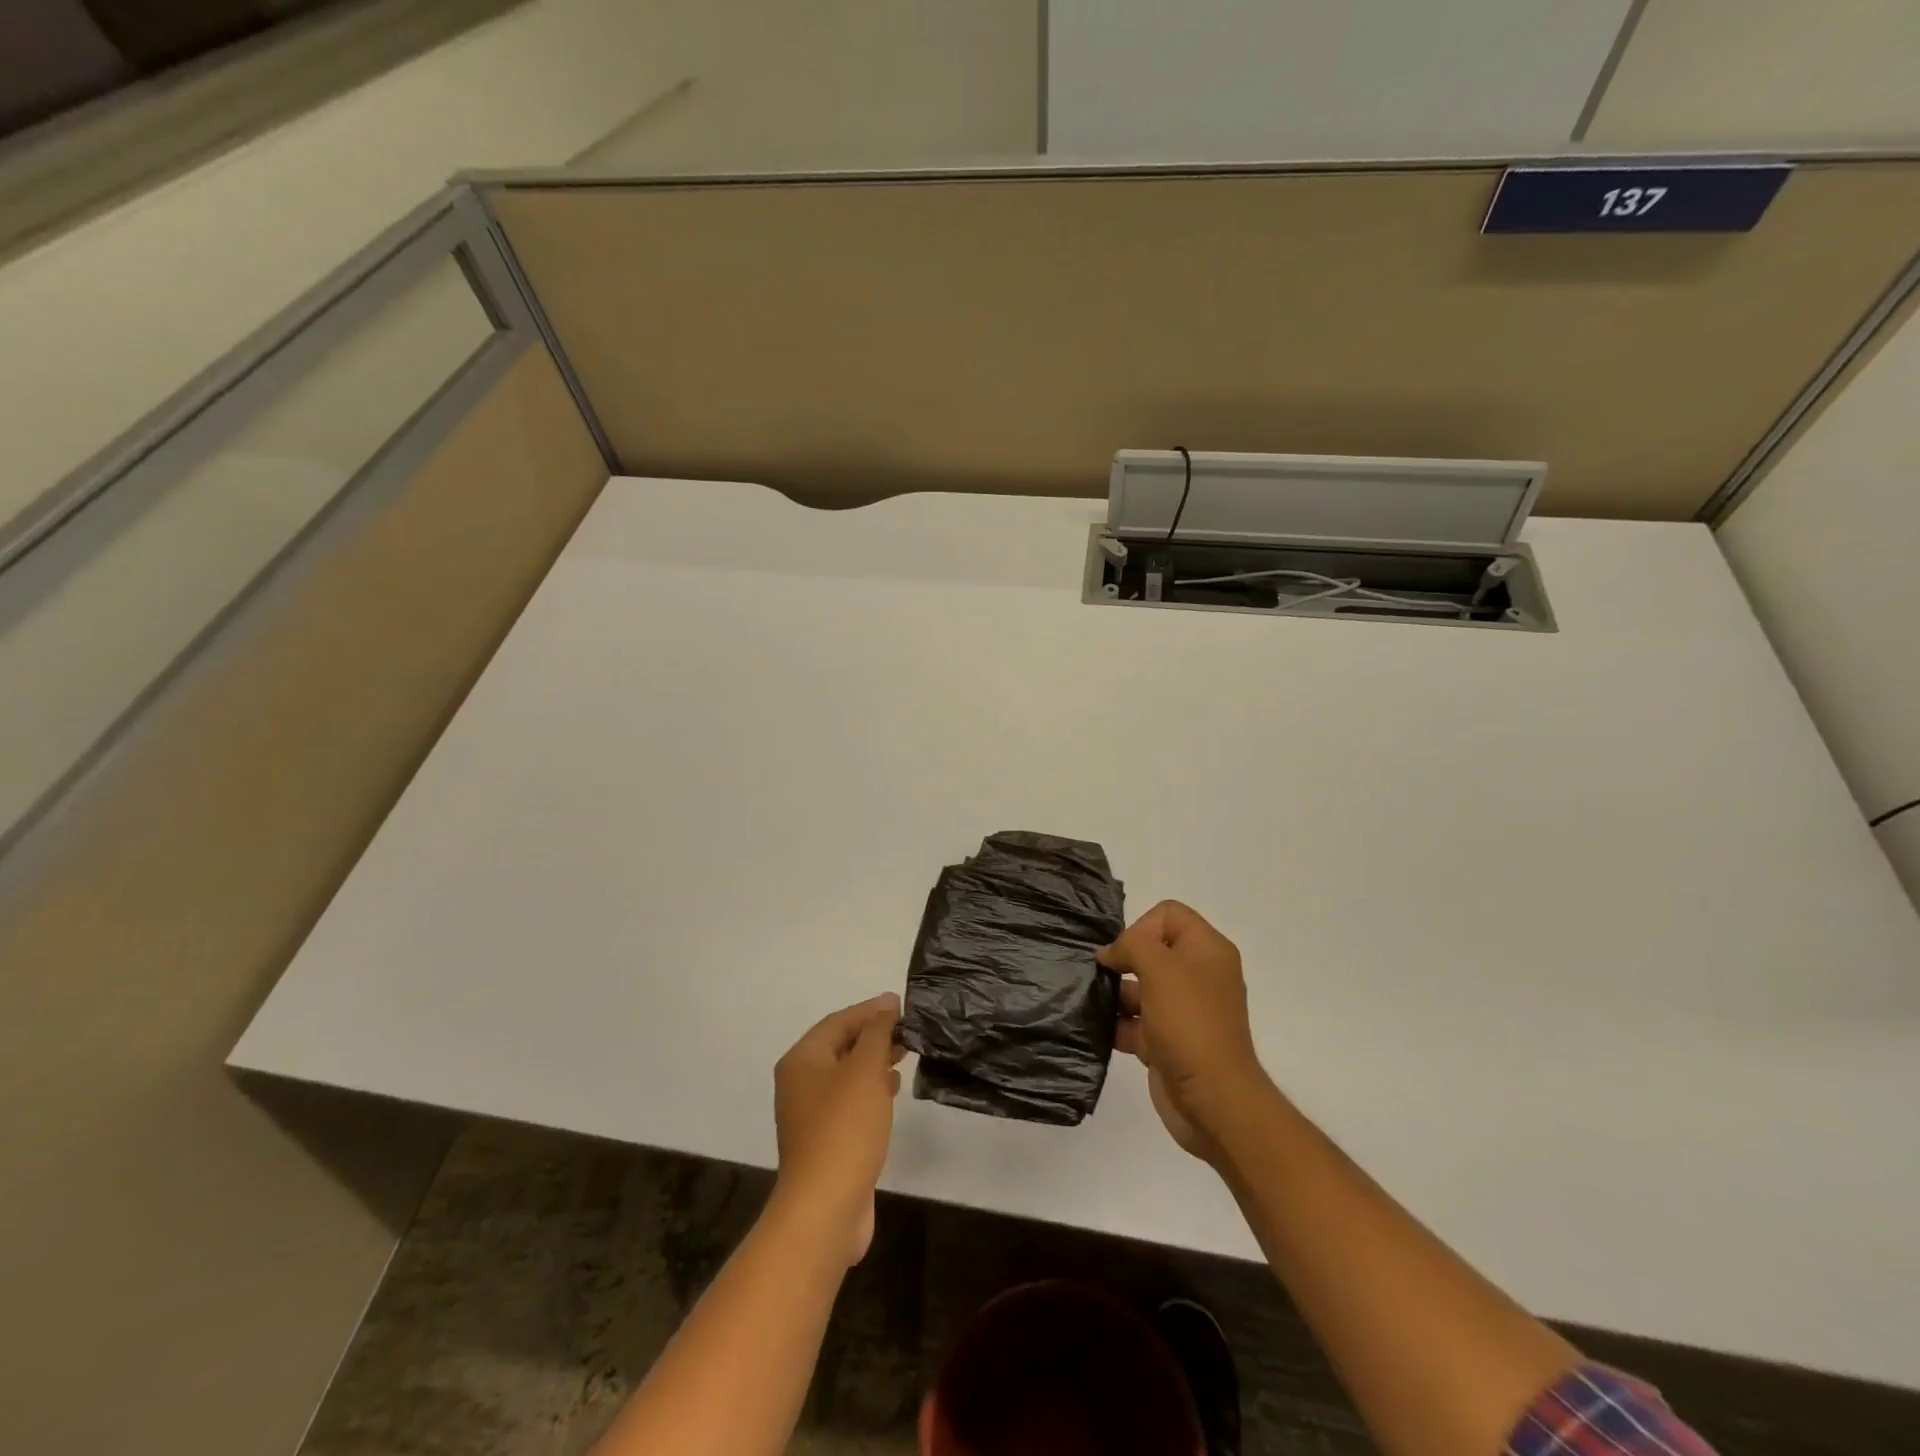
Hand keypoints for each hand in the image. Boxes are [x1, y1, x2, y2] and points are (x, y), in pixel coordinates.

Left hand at [772, 993, 903, 1264]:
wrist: (825, 1208)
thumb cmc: (844, 1129)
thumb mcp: (865, 1070)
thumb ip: (877, 1033)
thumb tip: (886, 1004)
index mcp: (802, 1061)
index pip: (838, 1021)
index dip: (870, 1010)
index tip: (902, 1005)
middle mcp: (800, 1083)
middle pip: (840, 1046)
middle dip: (874, 1035)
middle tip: (909, 1029)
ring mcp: (811, 1114)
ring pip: (847, 1074)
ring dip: (875, 1061)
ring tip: (905, 1053)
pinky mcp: (826, 1140)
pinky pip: (850, 1101)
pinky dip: (871, 1088)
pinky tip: (892, 1090)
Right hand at [1098, 901, 1272, 1163]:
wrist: (1213, 1102)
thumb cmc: (1190, 1025)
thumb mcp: (1160, 969)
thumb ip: (1132, 945)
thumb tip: (1110, 952)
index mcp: (1207, 950)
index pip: (1168, 914)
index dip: (1142, 927)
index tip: (1126, 953)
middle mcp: (1198, 975)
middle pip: (1151, 949)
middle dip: (1123, 960)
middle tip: (1103, 975)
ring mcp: (1184, 1010)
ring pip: (1140, 986)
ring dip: (1115, 992)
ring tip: (1094, 1002)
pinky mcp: (1168, 1041)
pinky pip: (1137, 1020)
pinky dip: (1118, 1023)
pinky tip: (1100, 1029)